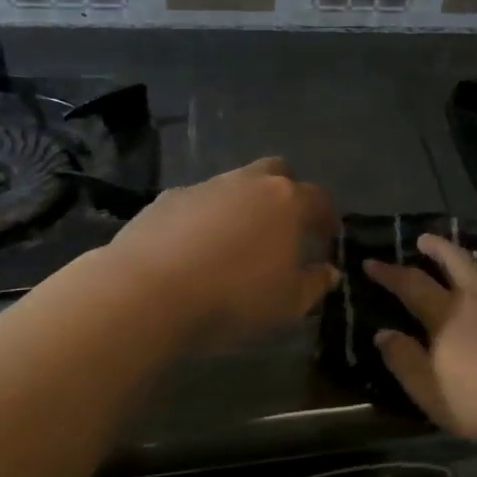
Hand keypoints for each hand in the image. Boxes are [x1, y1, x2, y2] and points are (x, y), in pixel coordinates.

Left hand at [102, 158, 338, 354]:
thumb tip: (328, 272)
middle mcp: (249, 182)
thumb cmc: (233, 297)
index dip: (326, 217)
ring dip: (242, 205)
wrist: (148, 291)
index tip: (327, 236)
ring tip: (236, 240)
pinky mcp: (167, 198)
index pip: (318, 199)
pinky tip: (195, 248)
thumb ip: (314, 284)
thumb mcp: (288, 304)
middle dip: (285, 193)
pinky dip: (204, 218)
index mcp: (286, 201)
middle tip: (284, 225)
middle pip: (276, 172)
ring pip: (234, 185)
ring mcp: (205, 187)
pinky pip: (197, 202)